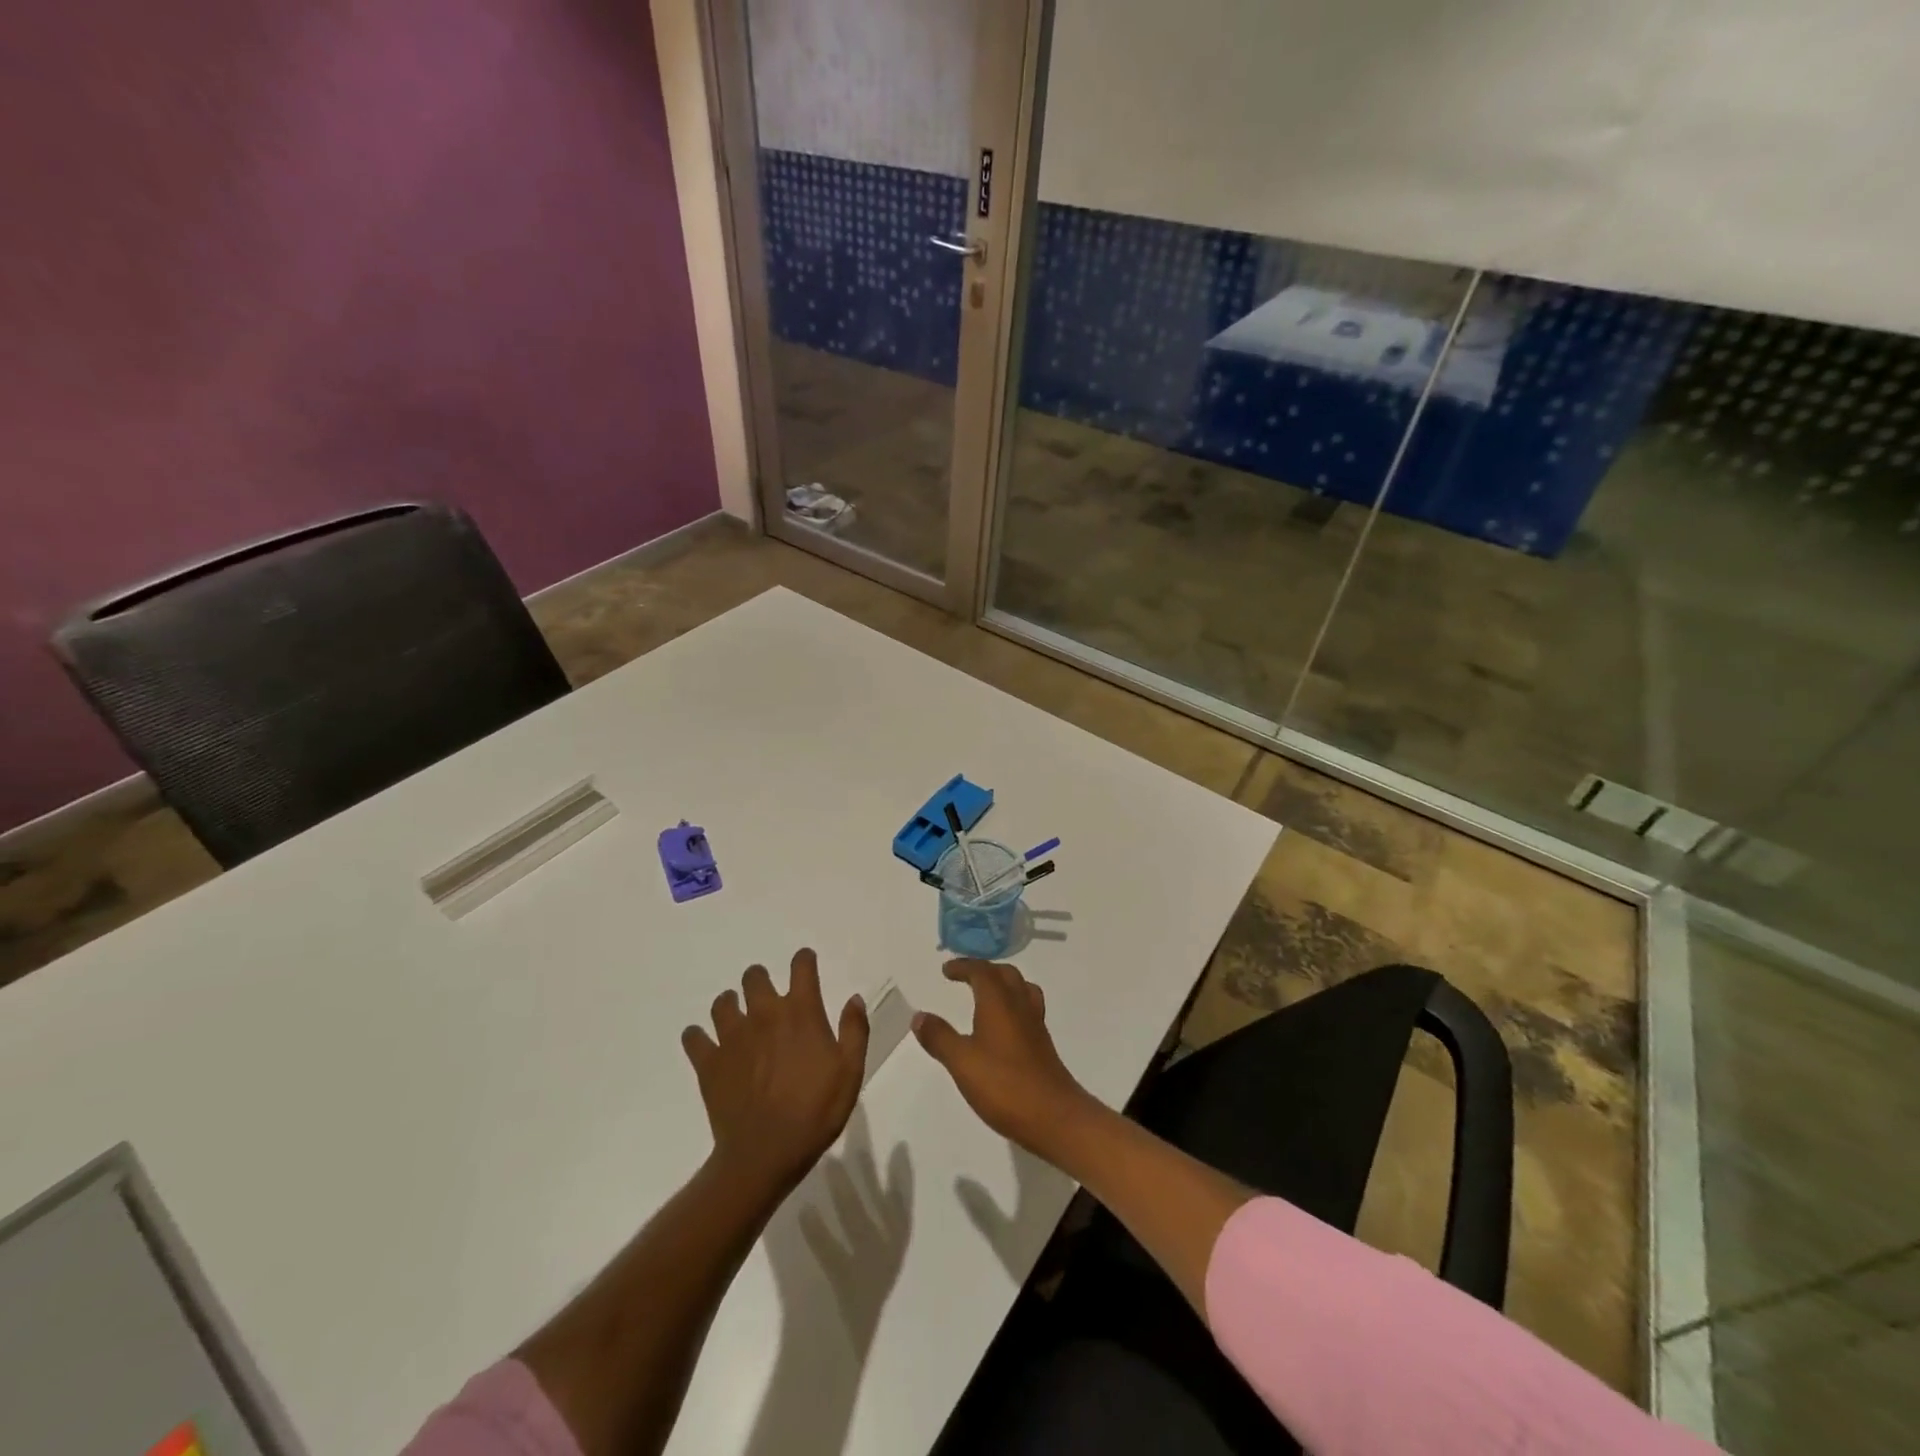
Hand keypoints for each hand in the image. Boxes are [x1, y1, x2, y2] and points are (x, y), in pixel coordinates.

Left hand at [682, 949, 869, 1197]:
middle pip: (755, 977)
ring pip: (723, 1002)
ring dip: (731, 1004)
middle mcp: (764, 1014)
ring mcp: (732, 1037)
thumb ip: (854, 1030)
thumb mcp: (851, 1072)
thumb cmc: (815, 1112)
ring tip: (738, 1019)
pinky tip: (706, 1045)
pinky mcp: (708, 1062)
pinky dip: (698, 1037)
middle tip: (768, 998)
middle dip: (761, 980)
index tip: (806, 964)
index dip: (804, 960)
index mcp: (800, 1012)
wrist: (765, 1154)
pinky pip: (694, 1037)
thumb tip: (853, 998)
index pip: (801, 967)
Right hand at [912, 959, 1095, 1157]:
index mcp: (999, 1002)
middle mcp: (1020, 1005)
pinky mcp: (1042, 1044)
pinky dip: (1013, 1004)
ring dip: (1003, 984)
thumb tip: (919, 1016)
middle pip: (1005, 974)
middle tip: (965, 976)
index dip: (964, 966)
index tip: (947, 970)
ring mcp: (1035, 1025)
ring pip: (1021, 989)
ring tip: (986, 994)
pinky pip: (1028, 1008)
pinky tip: (1003, 1026)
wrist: (1054, 1116)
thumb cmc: (1004, 1085)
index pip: (982, 971)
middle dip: (984, 970)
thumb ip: (940, 1037)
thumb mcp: (962, 1062)